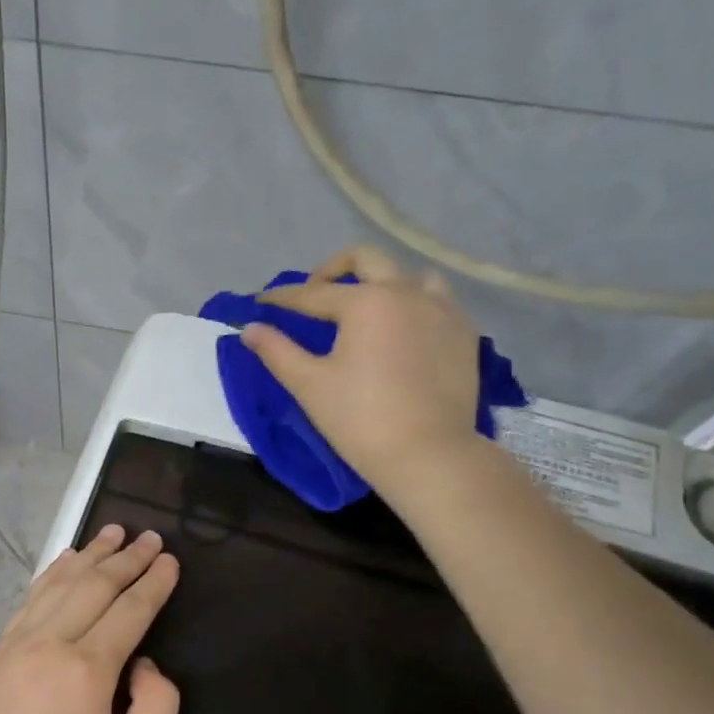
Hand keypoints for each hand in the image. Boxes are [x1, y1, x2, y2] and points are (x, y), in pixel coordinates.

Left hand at [0, 524, 180, 713]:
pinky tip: (67, 560)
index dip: (154, 582)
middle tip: (150, 536)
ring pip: (60, 583)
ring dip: (90, 555)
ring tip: (114, 533)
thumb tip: (146, 662)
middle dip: (127, 559)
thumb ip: (157, 708)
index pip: (130, 610)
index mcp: (86, 670)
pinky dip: (53, 573)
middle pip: (95, 586)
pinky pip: (31, 598)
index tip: (171, 559)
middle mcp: (50, 643)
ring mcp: (18, 643)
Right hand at [244, 245, 482, 504]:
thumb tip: (250, 328)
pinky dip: (412, 305)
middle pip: (366, 260)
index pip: (312, 294)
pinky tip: (401, 332)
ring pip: (409, 275)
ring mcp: (442, 309)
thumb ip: (277, 351)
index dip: (282, 298)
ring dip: (381, 283)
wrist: (427, 453)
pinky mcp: (463, 332)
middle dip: (332, 270)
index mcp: (366, 302)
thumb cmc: (359, 419)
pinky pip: (436, 301)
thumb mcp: (309, 385)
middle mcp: (406, 292)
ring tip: (365, 310)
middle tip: (313, 294)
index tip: (260, 301)